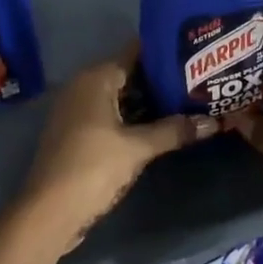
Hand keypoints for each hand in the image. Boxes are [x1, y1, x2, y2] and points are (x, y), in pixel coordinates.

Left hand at [13, 45, 217, 258]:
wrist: (49, 211)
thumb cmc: (93, 167)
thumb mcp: (138, 148)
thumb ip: (174, 131)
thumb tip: (213, 122)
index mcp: (95, 78)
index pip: (135, 52)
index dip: (164, 52)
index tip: (194, 54)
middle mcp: (84, 86)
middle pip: (129, 74)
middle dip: (160, 80)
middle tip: (198, 82)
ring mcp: (78, 110)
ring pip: (120, 97)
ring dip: (148, 102)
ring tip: (187, 102)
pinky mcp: (77, 132)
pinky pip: (111, 114)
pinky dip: (133, 118)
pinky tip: (160, 127)